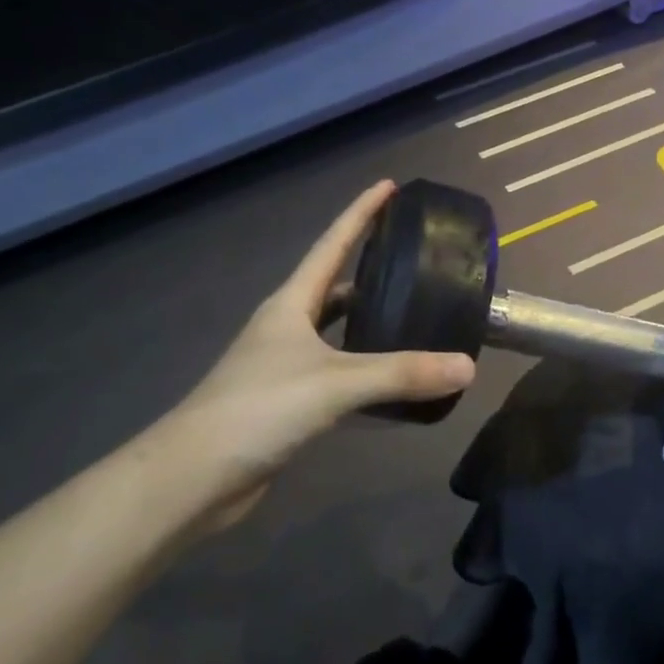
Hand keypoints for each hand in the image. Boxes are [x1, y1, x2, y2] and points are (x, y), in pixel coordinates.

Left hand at [149, 182, 475, 528]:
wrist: (194, 477)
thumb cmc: (259, 409)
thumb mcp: (336, 383)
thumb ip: (402, 374)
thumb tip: (469, 367)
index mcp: (290, 304)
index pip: (331, 245)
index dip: (360, 214)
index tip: (388, 186)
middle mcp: (286, 327)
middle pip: (334, 285)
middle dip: (370, 267)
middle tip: (417, 259)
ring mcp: (284, 365)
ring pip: (336, 331)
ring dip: (369, 321)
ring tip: (415, 314)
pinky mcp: (289, 401)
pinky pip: (337, 371)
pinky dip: (365, 368)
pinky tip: (391, 379)